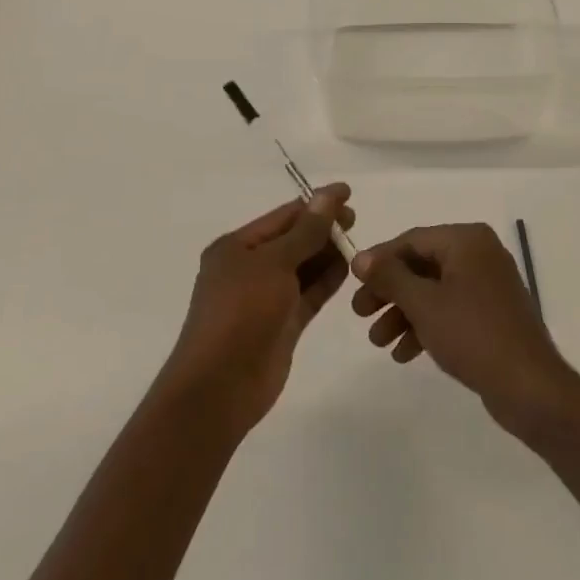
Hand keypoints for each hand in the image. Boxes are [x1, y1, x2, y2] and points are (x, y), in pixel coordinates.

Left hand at [159, 186, 353, 433]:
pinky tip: (350, 268)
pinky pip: (308, 294)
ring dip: (327, 254)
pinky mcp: (282, 324)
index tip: (348, 193)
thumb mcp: (274, 263)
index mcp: (236, 247)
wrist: (220, 387)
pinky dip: (326, 280)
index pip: (282, 217)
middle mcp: (249, 268)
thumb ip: (306, 231)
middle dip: (323, 228)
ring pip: (302, 268)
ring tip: (359, 241)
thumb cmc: (241, 312)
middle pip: (293, 240)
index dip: (315, 204)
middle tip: (357, 219)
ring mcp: (266, 298)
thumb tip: (329, 195)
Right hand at [350, 224, 578, 433]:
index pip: (412, 240)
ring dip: (403, 313)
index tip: (352, 281)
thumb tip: (360, 256)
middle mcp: (480, 254)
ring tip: (377, 342)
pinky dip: (426, 326)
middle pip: (422, 265)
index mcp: (467, 240)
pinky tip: (404, 353)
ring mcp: (488, 285)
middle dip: (389, 291)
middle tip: (360, 313)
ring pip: (434, 291)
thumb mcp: (424, 303)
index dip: (379, 260)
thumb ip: (390, 276)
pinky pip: (450, 310)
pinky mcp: (492, 314)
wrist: (530, 387)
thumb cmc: (473, 334)